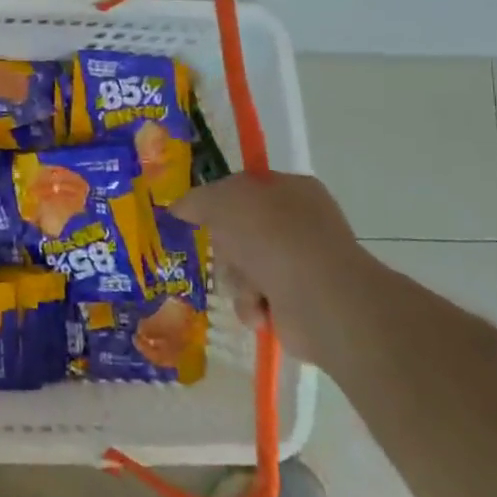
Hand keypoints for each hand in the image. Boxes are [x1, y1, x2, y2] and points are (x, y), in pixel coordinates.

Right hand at [172, 171, 379, 367]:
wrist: (317, 296)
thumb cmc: (271, 235)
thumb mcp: (221, 201)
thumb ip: (195, 200)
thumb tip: (179, 208)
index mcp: (291, 189)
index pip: (245, 188)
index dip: (219, 201)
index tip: (200, 216)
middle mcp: (300, 223)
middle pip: (238, 233)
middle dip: (226, 251)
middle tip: (228, 255)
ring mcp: (302, 263)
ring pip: (242, 269)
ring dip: (236, 281)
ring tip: (250, 289)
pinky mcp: (300, 301)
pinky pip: (256, 299)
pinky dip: (252, 305)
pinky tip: (261, 308)